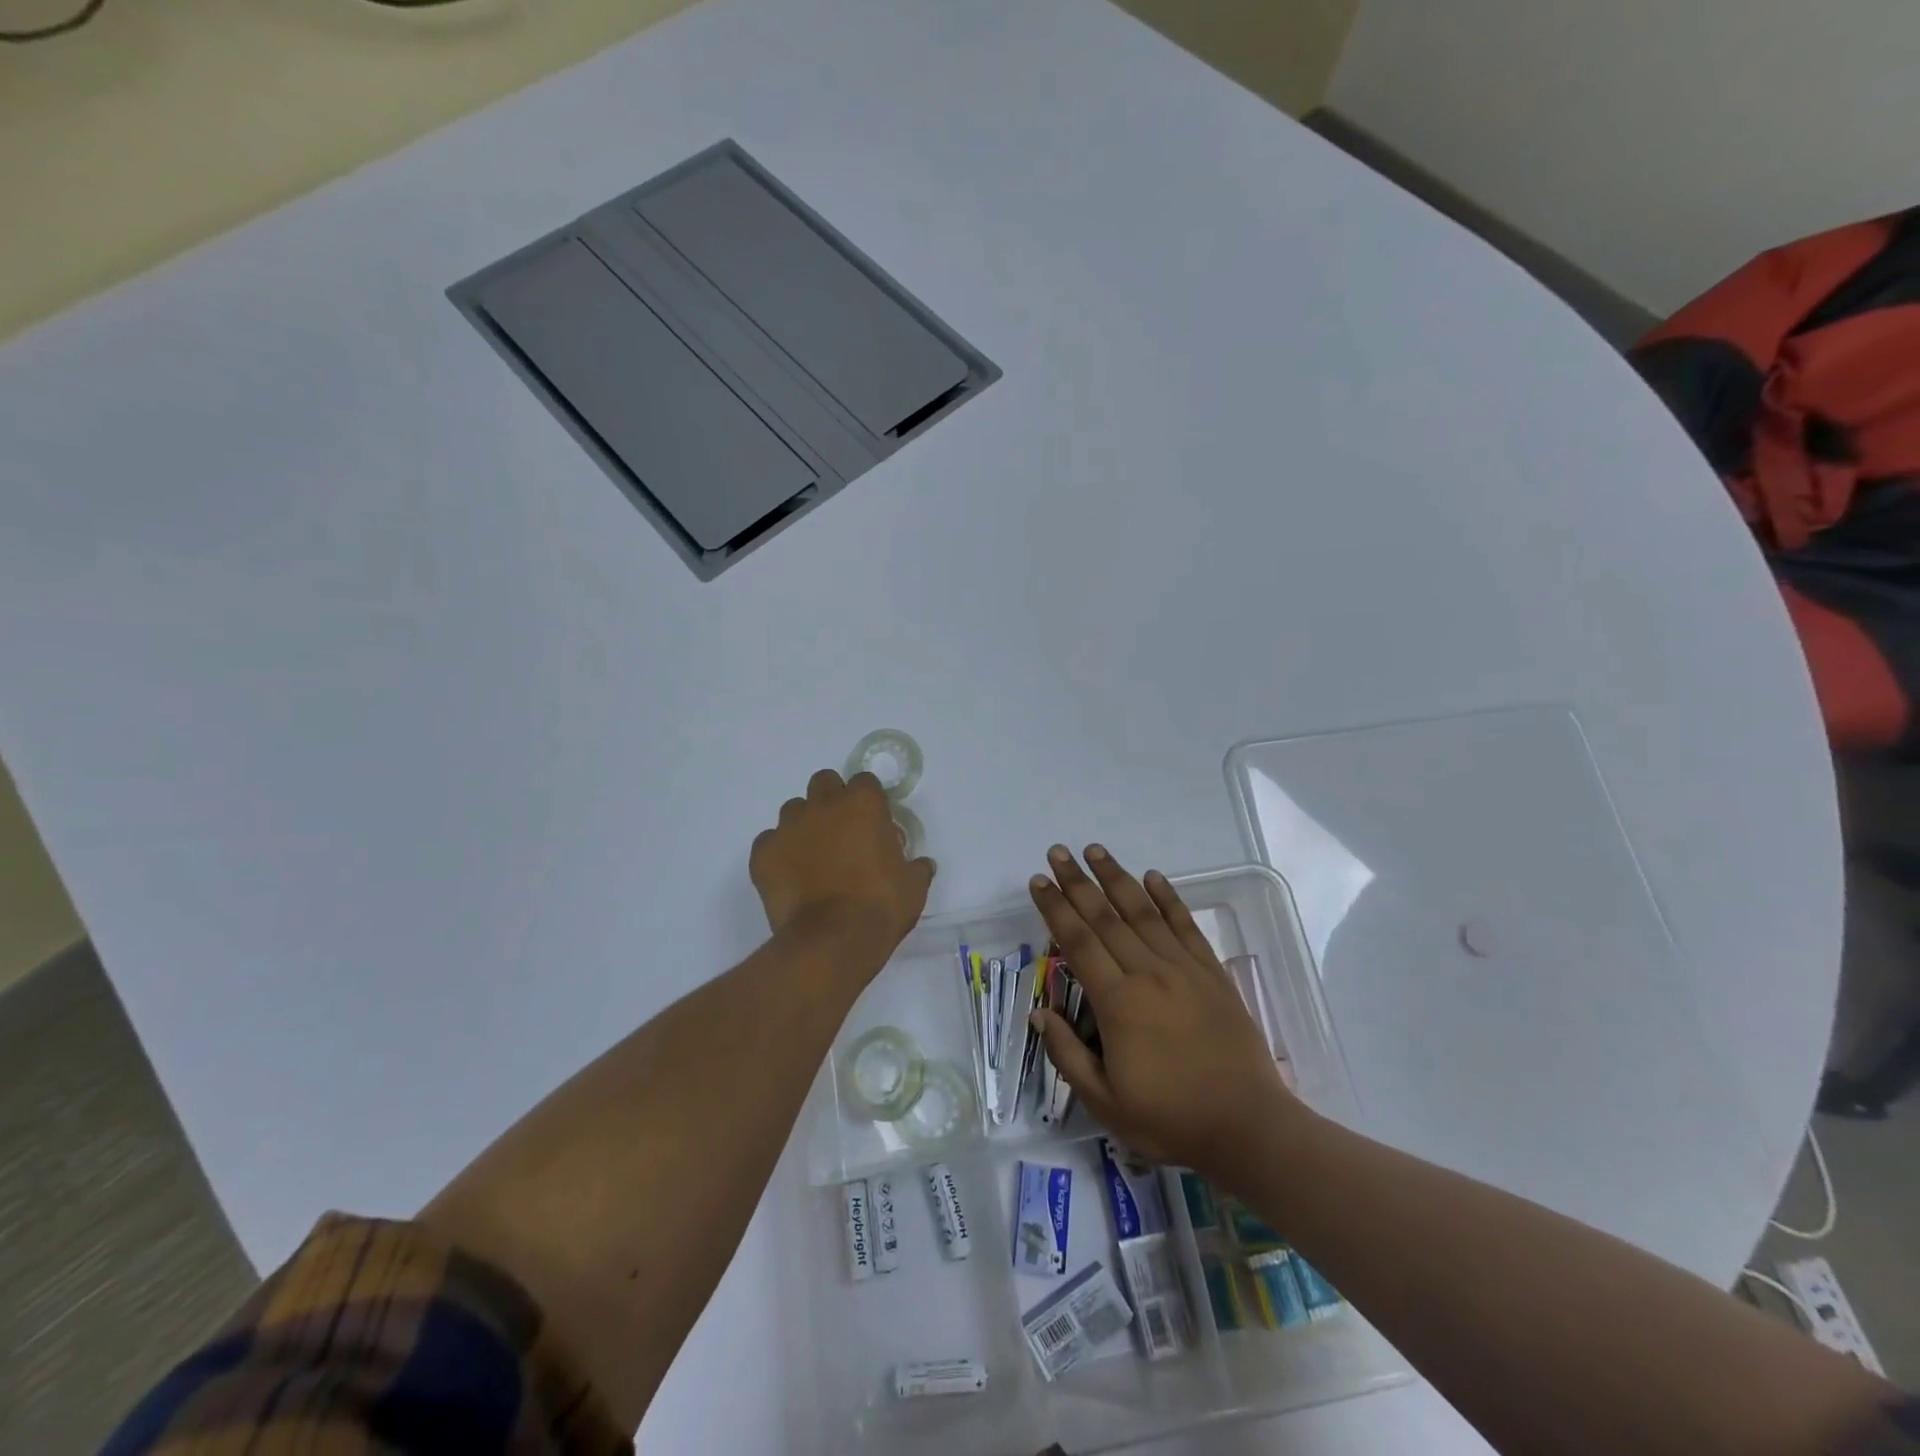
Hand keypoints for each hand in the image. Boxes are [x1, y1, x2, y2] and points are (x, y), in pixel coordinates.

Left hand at [751, 770, 935, 976]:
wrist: (832, 941)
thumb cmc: (880, 906)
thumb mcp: (913, 887)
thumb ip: (915, 867)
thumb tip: (921, 865)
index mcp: (863, 804)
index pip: (865, 782)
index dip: (869, 801)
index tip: (874, 823)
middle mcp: (823, 805)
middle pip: (824, 783)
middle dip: (832, 800)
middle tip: (842, 832)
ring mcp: (789, 827)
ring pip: (794, 810)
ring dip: (805, 825)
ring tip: (813, 856)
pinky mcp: (763, 853)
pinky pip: (770, 841)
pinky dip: (779, 853)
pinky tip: (790, 876)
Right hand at [1029, 845, 1301, 1178]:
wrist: (1248, 1127)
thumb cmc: (1170, 1119)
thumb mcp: (1105, 1102)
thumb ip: (1067, 1055)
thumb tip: (1039, 1013)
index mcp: (1118, 1002)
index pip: (1078, 942)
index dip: (1055, 909)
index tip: (1039, 881)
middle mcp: (1148, 973)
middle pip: (1106, 917)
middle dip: (1077, 883)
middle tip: (1058, 852)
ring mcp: (1184, 969)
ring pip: (1143, 912)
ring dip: (1117, 878)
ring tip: (1096, 851)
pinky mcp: (1212, 973)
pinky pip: (1185, 926)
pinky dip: (1168, 898)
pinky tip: (1153, 877)